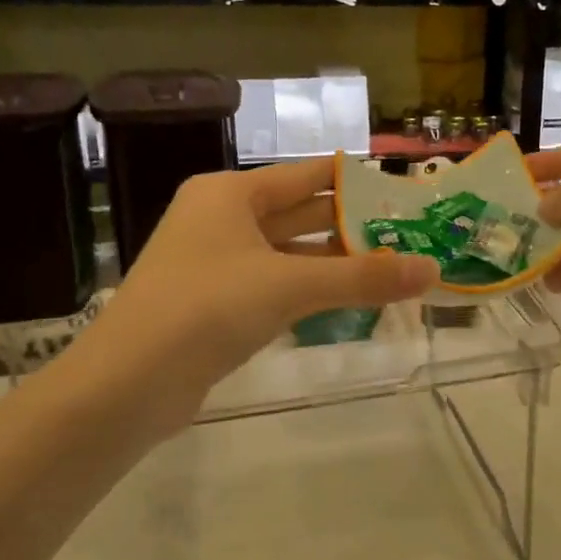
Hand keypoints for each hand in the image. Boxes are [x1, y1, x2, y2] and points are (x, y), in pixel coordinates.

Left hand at [67, 158, 437, 431]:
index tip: (402, 192)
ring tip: (392, 268)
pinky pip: (274, 285)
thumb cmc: (207, 309)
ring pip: (288, 254)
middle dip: (351, 226)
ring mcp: (216, 263)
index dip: (354, 182)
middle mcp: (221, 219)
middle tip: (409, 235)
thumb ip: (362, 277)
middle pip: (300, 214)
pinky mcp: (215, 303)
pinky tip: (349, 300)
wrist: (127, 385)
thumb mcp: (290, 286)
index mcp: (230, 194)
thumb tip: (433, 270)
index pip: (306, 175)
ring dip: (334, 263)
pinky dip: (310, 290)